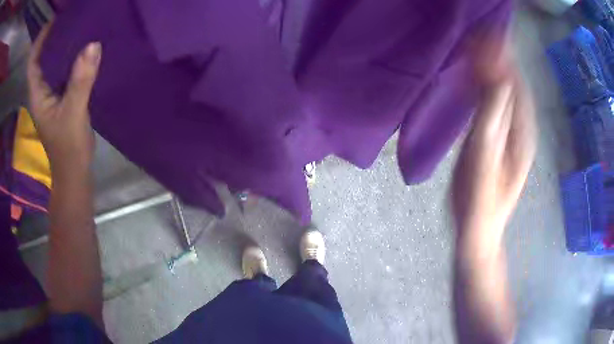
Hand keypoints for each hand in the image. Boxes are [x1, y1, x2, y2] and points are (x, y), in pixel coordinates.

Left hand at [27, 24, 100, 175]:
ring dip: (66, 45)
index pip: (33, 61)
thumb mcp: (73, 114)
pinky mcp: (64, 96)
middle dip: (55, 36)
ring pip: (56, 63)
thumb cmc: (68, 148)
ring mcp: (53, 93)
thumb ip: (80, 81)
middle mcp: (43, 90)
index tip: (56, 18)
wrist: (75, 170)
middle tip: (72, 16)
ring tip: (82, 26)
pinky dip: (75, 57)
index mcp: (37, 93)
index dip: (40, 39)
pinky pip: (66, 70)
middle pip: (44, 57)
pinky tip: (87, 48)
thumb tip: (94, 44)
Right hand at [452, 40, 535, 239]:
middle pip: (511, 83)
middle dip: (496, 56)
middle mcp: (520, 127)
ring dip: (490, 68)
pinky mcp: (496, 137)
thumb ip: (493, 117)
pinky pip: (492, 104)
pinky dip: (483, 86)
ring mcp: (508, 132)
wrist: (478, 228)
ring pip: (502, 92)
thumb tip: (499, 76)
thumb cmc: (481, 200)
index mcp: (522, 130)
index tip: (485, 32)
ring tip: (474, 46)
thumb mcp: (485, 157)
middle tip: (477, 33)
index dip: (502, 56)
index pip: (515, 82)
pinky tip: (473, 75)